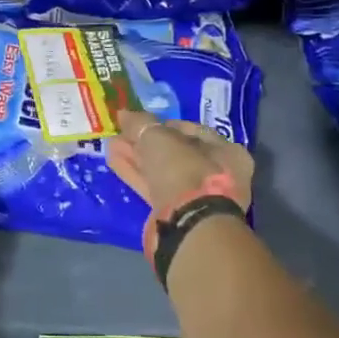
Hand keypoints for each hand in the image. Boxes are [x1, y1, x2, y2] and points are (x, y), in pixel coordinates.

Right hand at [107, 110, 253, 216]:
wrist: (188, 224)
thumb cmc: (184, 170)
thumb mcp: (159, 138)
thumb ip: (141, 123)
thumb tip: (124, 113)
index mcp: (227, 152)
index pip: (193, 131)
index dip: (165, 124)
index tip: (141, 122)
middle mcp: (217, 175)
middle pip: (175, 153)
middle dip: (147, 143)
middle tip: (122, 134)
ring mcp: (196, 198)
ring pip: (162, 172)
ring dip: (137, 158)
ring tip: (111, 146)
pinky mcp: (176, 215)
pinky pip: (154, 188)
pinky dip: (136, 175)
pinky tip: (114, 162)